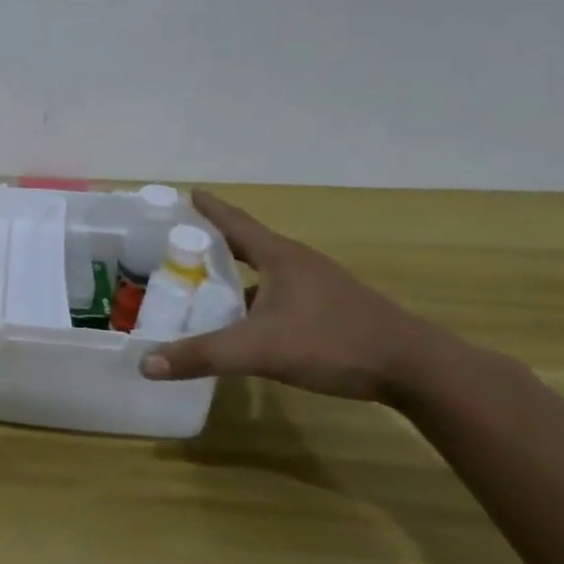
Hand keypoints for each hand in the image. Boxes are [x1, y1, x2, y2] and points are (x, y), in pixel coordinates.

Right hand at [139, 190, 454, 403]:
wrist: (418, 369)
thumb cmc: (334, 342)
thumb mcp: (260, 349)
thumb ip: (203, 355)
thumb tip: (145, 363)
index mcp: (279, 256)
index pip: (234, 222)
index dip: (208, 208)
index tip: (185, 194)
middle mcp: (298, 262)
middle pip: (247, 243)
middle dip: (213, 242)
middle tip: (179, 244)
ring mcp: (319, 286)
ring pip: (265, 272)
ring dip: (235, 273)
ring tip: (204, 283)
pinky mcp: (332, 309)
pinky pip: (281, 293)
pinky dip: (256, 298)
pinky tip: (246, 321)